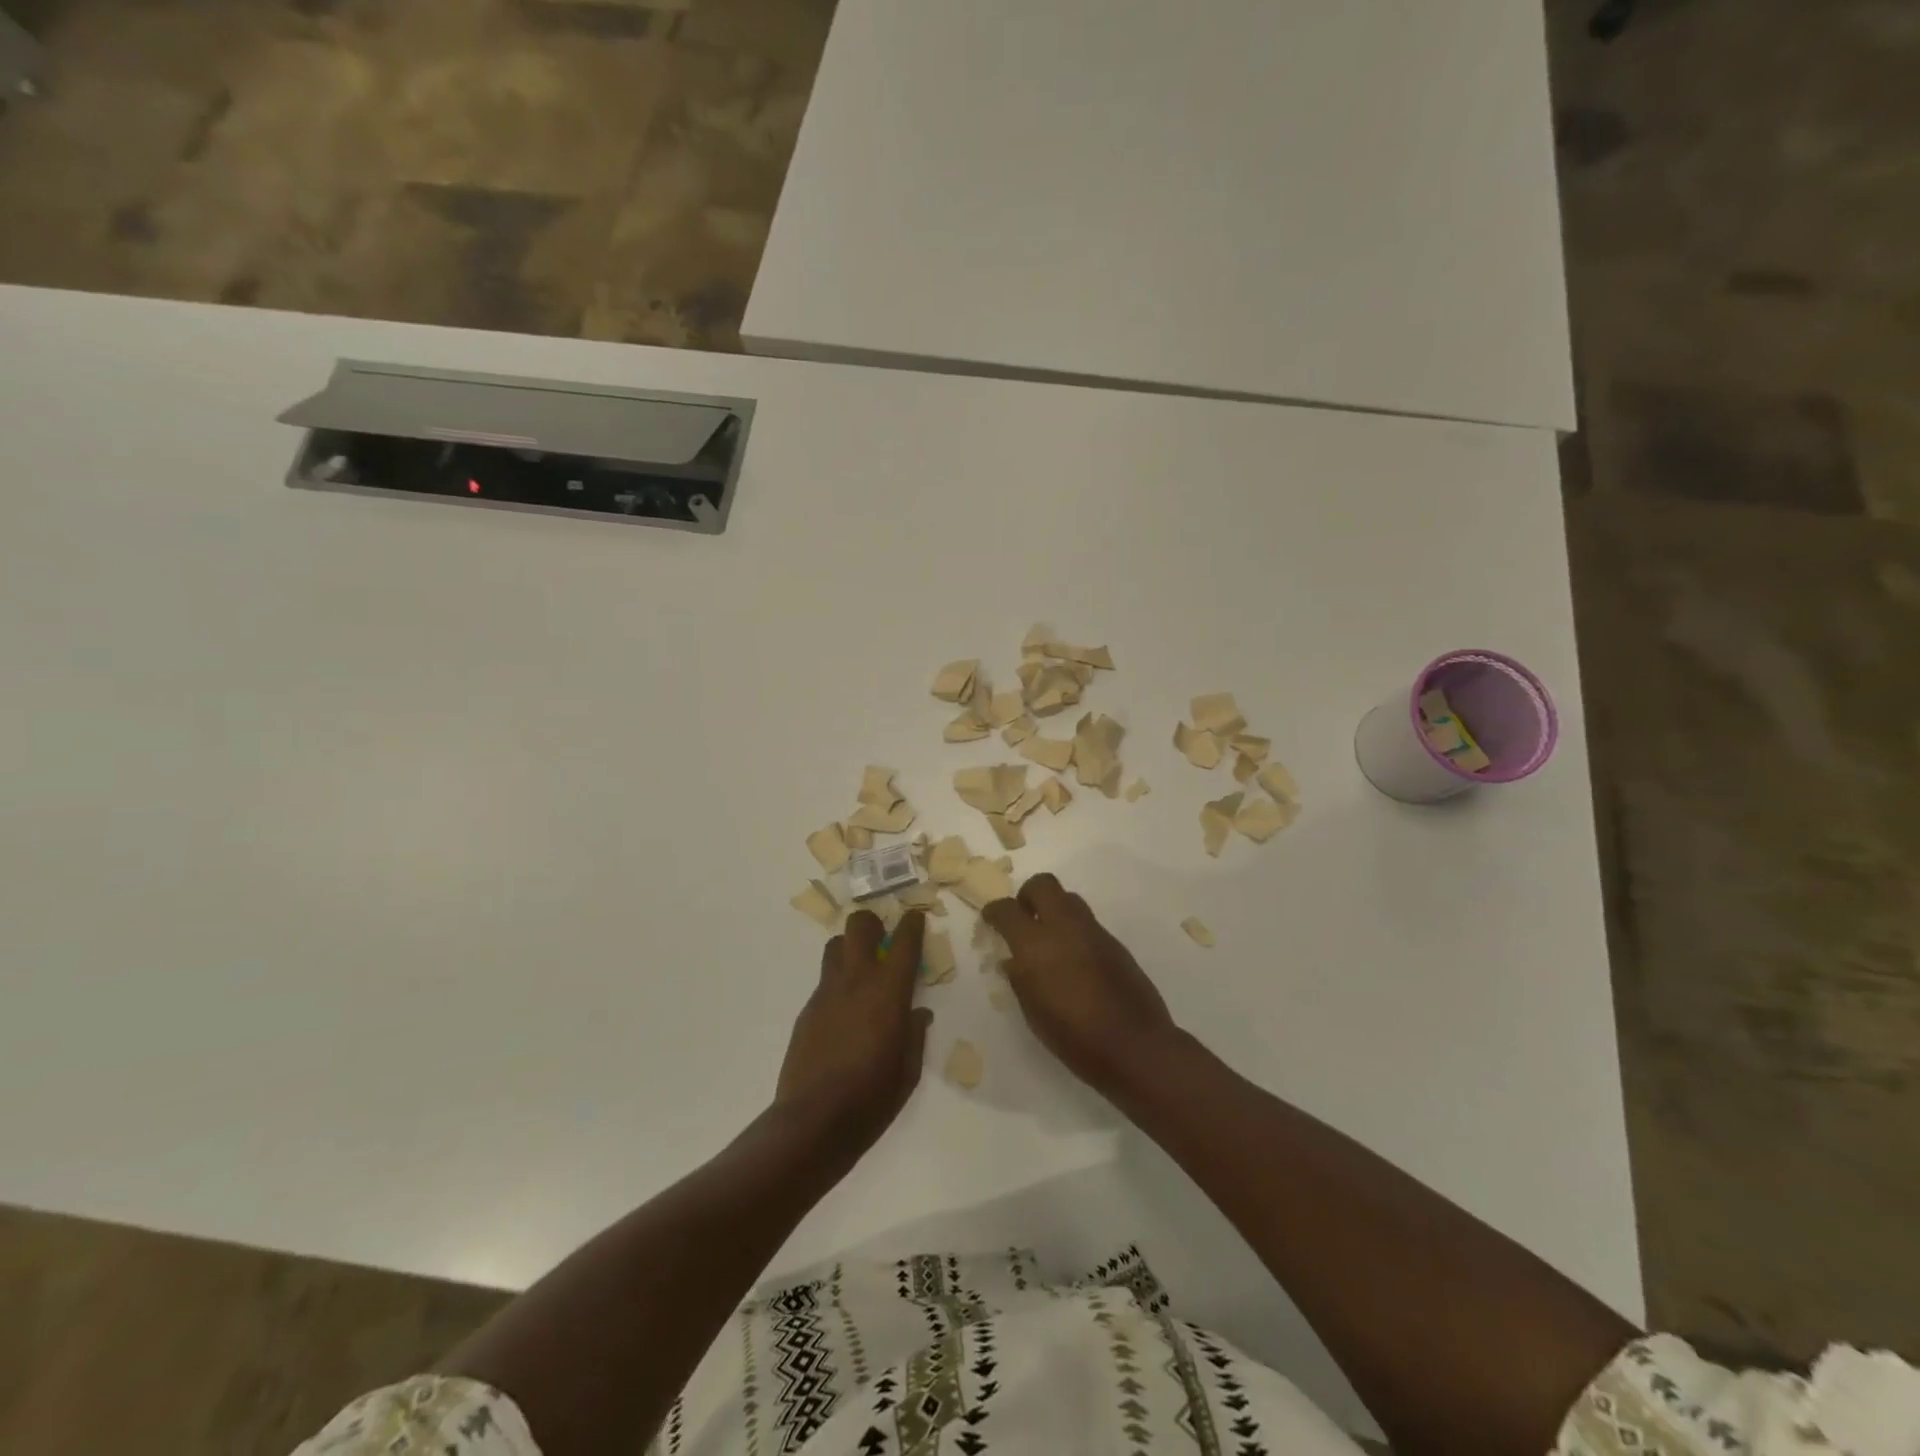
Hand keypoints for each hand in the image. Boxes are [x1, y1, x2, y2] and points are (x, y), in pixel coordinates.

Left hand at [775, 909, 933, 1153]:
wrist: (813, 1122)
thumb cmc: (872, 1098)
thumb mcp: (908, 1070)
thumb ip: (914, 1034)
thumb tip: (918, 1013)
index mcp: (888, 992)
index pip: (904, 941)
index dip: (912, 923)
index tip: (915, 918)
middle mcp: (856, 981)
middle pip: (859, 926)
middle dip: (872, 924)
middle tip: (882, 939)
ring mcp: (826, 993)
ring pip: (835, 947)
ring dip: (850, 949)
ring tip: (861, 972)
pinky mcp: (807, 1010)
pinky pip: (825, 982)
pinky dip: (838, 984)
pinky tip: (844, 1014)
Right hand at [983, 874, 1179, 1098]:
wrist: (1135, 1046)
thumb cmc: (1074, 1038)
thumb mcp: (1033, 1013)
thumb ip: (1019, 979)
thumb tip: (1012, 960)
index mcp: (1035, 945)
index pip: (1006, 909)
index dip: (994, 911)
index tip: (990, 920)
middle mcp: (1064, 927)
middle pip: (1043, 884)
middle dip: (1028, 895)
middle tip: (1024, 918)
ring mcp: (1093, 932)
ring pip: (1069, 899)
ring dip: (1055, 910)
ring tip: (1050, 940)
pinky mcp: (1115, 942)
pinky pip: (1088, 923)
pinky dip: (1075, 931)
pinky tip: (1075, 961)